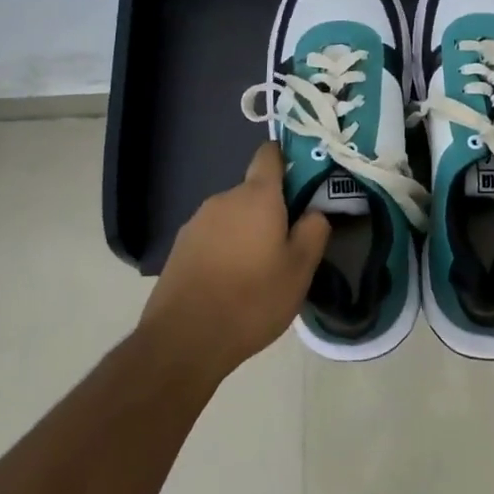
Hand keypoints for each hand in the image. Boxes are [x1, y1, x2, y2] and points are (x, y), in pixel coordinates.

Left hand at [142, 144, 330, 379]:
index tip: (303, 181)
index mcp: (257, 196)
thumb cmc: (252, 299)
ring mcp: (197, 222)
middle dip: (271, 210)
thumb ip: (314, 231)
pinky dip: (224, 250)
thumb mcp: (300, 270)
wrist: (184, 339)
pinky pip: (213, 237)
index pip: (270, 154)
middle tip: (288, 245)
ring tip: (258, 271)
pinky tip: (230, 284)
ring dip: (247, 232)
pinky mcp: (179, 247)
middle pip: (253, 191)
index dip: (287, 160)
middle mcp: (224, 198)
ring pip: (233, 216)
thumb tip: (314, 212)